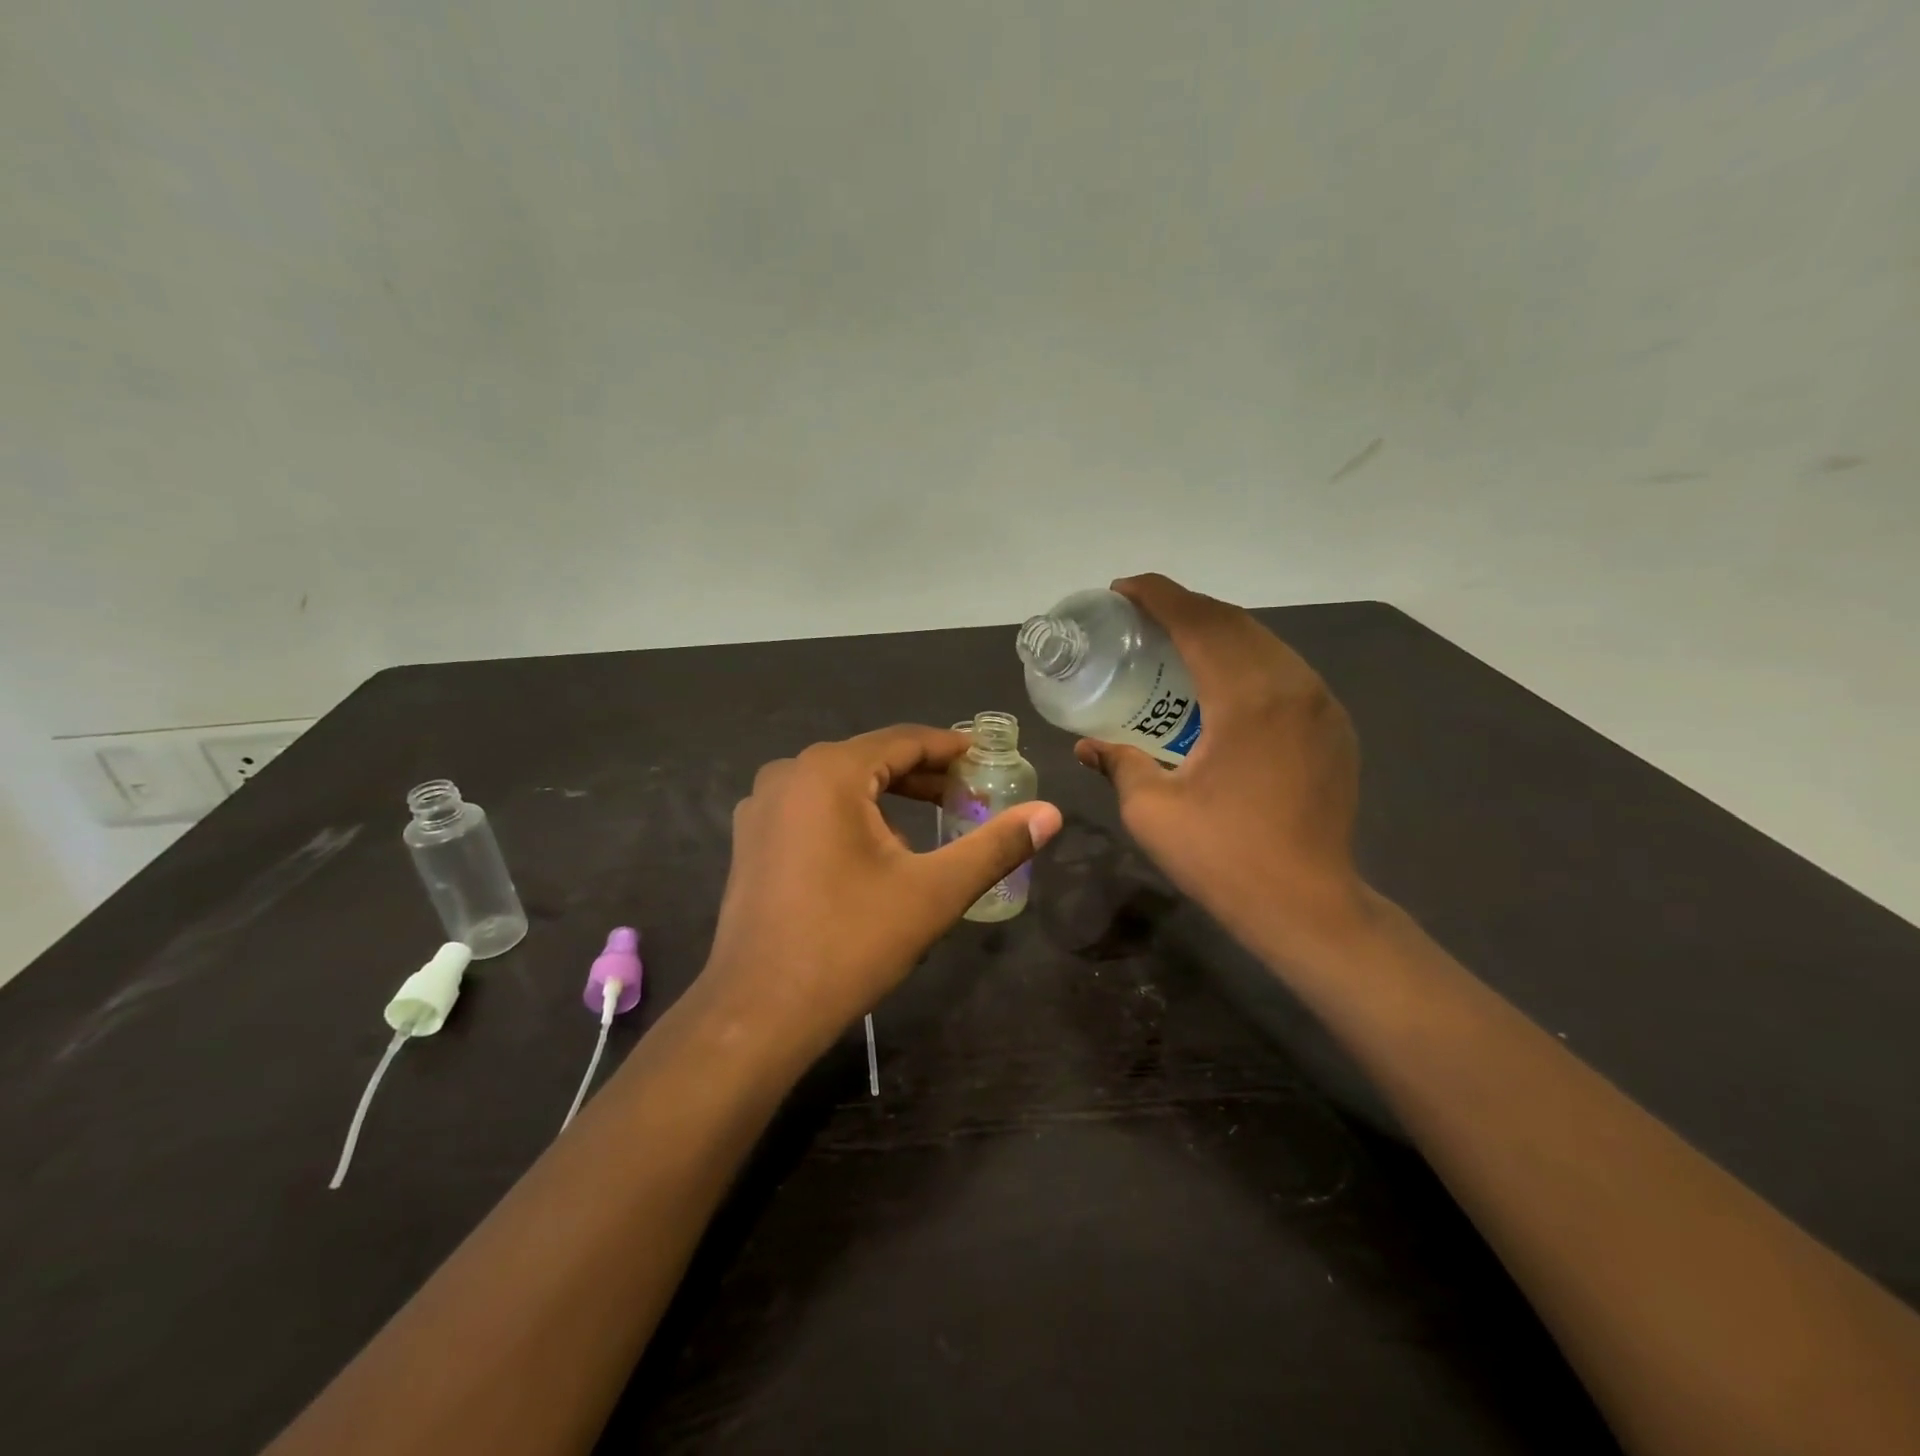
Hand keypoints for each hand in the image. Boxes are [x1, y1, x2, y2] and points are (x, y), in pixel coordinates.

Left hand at [697, 725, 1062, 1062]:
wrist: (759, 1012)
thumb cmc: (849, 943)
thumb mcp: (934, 892)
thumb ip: (995, 847)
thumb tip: (1052, 814)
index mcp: (829, 771)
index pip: (904, 740)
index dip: (951, 748)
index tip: (988, 759)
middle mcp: (788, 774)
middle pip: (871, 759)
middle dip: (924, 775)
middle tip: (970, 794)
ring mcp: (761, 807)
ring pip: (840, 784)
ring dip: (889, 796)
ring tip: (934, 819)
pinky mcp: (751, 839)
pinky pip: (813, 808)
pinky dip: (852, 814)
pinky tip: (878, 849)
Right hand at [1074, 574, 1366, 958]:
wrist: (1308, 907)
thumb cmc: (1223, 856)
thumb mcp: (1151, 809)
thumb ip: (1117, 763)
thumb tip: (1087, 746)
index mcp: (1247, 698)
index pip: (1199, 622)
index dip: (1158, 595)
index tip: (1122, 588)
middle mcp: (1293, 685)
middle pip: (1234, 622)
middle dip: (1185, 607)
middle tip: (1141, 616)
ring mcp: (1322, 705)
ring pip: (1265, 643)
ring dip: (1217, 631)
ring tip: (1175, 642)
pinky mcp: (1335, 727)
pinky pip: (1285, 671)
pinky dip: (1246, 659)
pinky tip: (1221, 682)